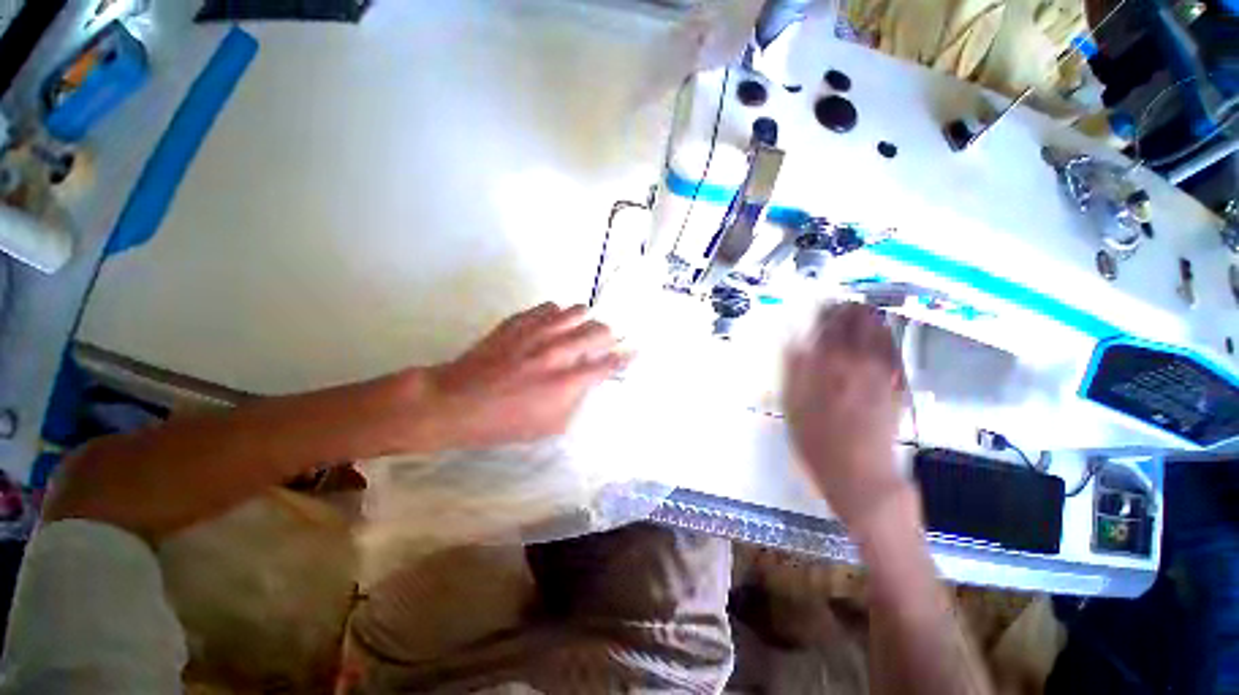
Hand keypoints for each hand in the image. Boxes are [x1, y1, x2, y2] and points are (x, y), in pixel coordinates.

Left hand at [413, 302, 626, 450]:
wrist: (456, 402)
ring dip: (585, 320)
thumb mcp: (548, 426)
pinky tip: (553, 324)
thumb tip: (589, 384)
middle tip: (607, 341)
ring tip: (581, 329)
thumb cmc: (504, 422)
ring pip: (576, 311)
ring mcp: (537, 333)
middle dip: (609, 335)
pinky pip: (548, 307)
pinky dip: (558, 314)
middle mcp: (558, 352)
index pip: (608, 364)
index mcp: (567, 382)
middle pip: (598, 331)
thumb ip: (576, 403)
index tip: (636, 351)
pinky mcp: (518, 322)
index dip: (626, 357)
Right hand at [783, 303, 907, 527]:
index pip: (826, 321)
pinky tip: (876, 338)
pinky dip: (884, 336)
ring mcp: (882, 370)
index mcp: (827, 363)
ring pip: (879, 328)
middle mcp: (857, 359)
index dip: (822, 309)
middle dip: (846, 309)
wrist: (860, 473)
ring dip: (866, 317)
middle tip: (835, 310)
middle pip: (856, 318)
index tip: (816, 307)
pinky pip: (893, 348)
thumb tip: (792, 338)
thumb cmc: (816, 441)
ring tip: (855, 318)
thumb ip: (793, 368)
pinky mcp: (898, 383)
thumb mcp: (792, 405)